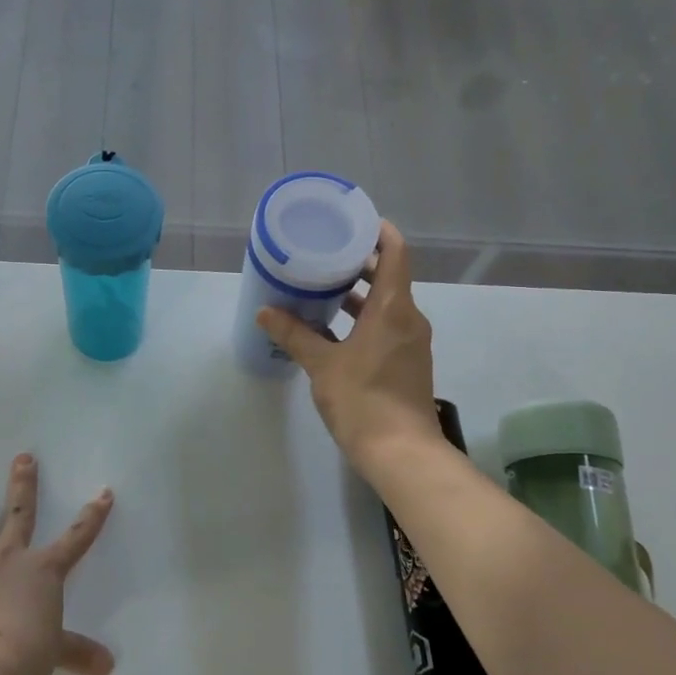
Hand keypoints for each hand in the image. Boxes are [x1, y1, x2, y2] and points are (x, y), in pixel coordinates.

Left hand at [0, 455, 114, 674]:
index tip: (103, 492)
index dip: (92, 516)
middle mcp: (9, 561)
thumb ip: (79, 652)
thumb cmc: (28, 652)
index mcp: (43, 570)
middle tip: (23, 457)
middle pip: (18, 515)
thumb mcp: (58, 652)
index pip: (77, 537)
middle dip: (23, 485)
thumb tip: (107, 667)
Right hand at [256, 221, 443, 477]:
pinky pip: (386, 326)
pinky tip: (332, 328)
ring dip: (359, 293)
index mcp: (393, 308)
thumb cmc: (363, 400)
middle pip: (390, 275)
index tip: (352, 221)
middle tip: (324, 253)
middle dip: (359, 262)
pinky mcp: (406, 362)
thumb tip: (265, 311)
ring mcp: (410, 342)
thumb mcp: (322, 365)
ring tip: (321, 287)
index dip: (378, 231)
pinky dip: (363, 318)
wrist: (400, 452)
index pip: (395, 252)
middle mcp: (409, 318)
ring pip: (386, 304)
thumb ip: (294, 335)